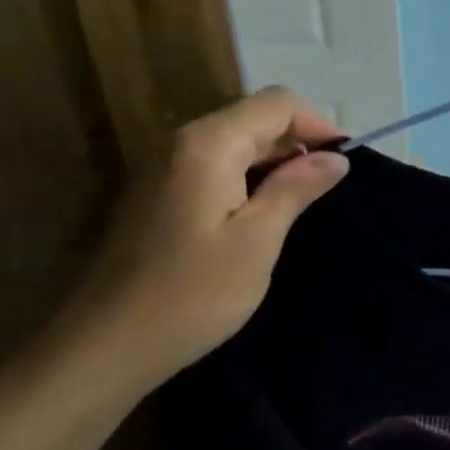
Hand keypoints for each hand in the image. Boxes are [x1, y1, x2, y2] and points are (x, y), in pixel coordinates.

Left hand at [45, 88, 348, 398]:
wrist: (106, 346)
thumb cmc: (192, 294)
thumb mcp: (257, 240)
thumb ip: (296, 188)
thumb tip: (335, 156)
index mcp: (208, 144)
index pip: (276, 103)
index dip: (317, 124)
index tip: (343, 164)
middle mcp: (181, 142)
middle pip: (253, 118)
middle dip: (297, 143)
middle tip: (326, 190)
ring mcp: (163, 167)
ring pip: (234, 141)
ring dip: (272, 162)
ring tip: (299, 204)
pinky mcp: (156, 193)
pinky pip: (213, 166)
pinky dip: (245, 177)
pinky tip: (258, 216)